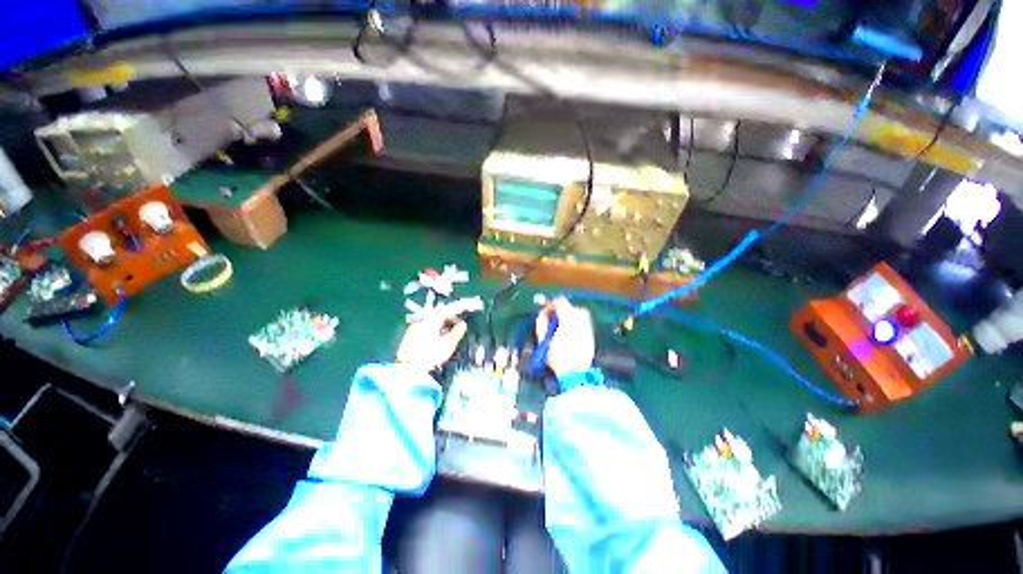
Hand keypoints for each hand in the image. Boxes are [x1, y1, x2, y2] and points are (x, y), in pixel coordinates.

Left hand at [396, 312, 467, 372]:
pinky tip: (434, 341)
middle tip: (454, 329)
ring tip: (445, 336)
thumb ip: (458, 332)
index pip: (445, 309)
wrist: (409, 369)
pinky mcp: (408, 335)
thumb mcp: (449, 344)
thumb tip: (463, 324)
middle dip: (447, 319)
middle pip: (436, 314)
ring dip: (439, 325)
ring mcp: (413, 327)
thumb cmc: (431, 356)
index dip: (454, 314)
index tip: (460, 322)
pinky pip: (423, 327)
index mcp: (431, 320)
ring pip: (429, 321)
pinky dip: (431, 330)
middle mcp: (421, 320)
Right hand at [536, 298, 594, 377]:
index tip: (545, 313)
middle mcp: (580, 321)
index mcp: (568, 320)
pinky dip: (576, 325)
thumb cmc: (557, 357)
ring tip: (562, 327)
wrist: (574, 374)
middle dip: (562, 310)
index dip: (551, 305)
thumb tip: (542, 315)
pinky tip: (570, 334)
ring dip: (570, 316)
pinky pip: (584, 324)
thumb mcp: (544, 340)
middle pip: (573, 307)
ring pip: (581, 315)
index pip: (560, 303)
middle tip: (554, 320)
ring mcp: (588, 329)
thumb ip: (542, 324)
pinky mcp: (591, 337)